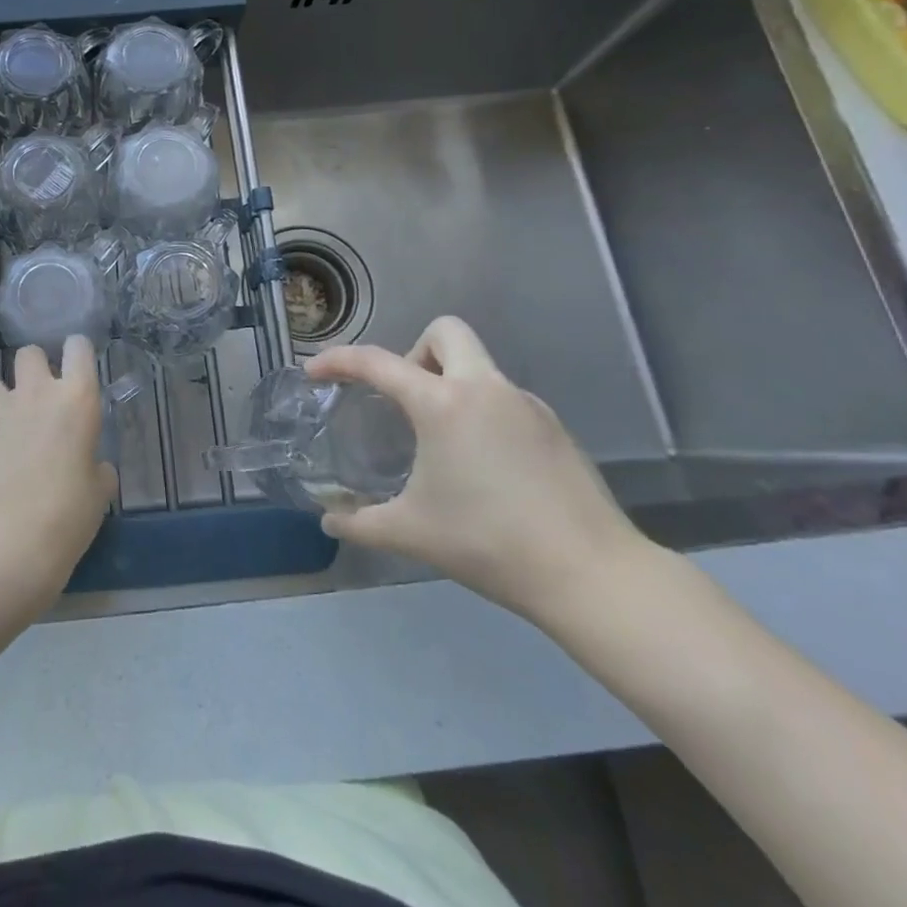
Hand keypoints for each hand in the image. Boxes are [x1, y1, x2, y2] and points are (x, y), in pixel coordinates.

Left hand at [0, 338, 116, 649]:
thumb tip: (92, 465)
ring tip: (2, 412)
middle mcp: (37, 392)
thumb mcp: (98, 492)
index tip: (76, 368)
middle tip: (39, 395)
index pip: (78, 347)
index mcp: (77, 399)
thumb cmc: (67, 515)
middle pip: (29, 353)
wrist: (8, 539)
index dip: (76, 352)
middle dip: (33, 367)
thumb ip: (96, 468)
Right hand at [307, 317, 652, 626]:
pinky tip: (485, 465)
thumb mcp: (412, 533)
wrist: (592, 575)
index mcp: (443, 404)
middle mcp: (485, 388)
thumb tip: (328, 522)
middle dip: (415, 352)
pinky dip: (482, 412)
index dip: (338, 360)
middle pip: (445, 332)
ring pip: (478, 365)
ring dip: (451, 384)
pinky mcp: (554, 427)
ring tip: (443, 442)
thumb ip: (360, 524)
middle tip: (406, 400)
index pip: (377, 363)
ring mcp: (526, 404)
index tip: (315, 371)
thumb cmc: (489, 544)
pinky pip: (504, 398)